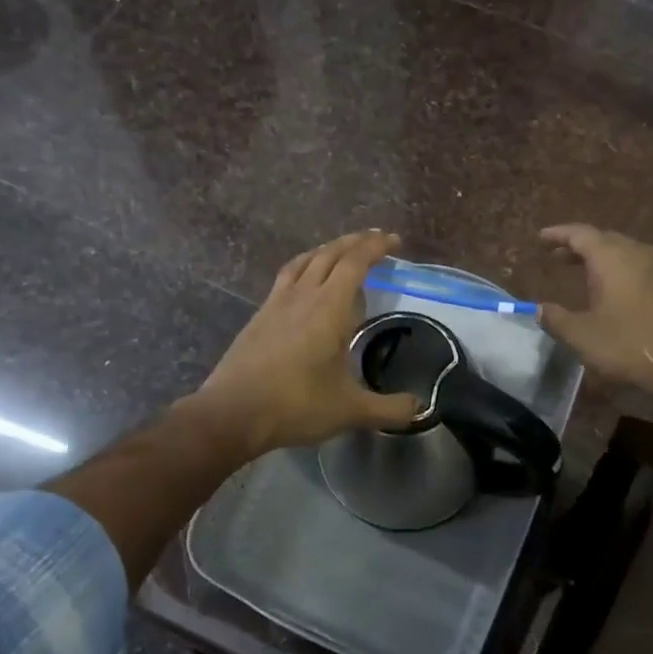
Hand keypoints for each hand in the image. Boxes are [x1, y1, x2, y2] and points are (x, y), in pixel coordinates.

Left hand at [190, 230, 420, 456]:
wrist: (232, 412)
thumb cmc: (295, 405)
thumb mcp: (350, 411)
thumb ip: (389, 409)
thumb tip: (420, 409)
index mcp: (329, 308)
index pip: (355, 263)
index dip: (376, 247)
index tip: (394, 241)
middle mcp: (303, 295)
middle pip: (330, 253)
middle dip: (355, 242)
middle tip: (375, 240)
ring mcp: (276, 303)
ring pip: (305, 261)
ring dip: (327, 250)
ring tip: (342, 252)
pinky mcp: (259, 315)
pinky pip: (286, 276)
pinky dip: (304, 266)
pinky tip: (304, 281)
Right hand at [537, 224, 652, 397]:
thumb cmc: (628, 344)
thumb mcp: (582, 336)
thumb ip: (556, 319)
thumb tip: (539, 309)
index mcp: (611, 257)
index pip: (580, 234)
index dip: (558, 234)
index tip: (541, 237)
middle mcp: (636, 253)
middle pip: (603, 239)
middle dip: (578, 245)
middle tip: (557, 256)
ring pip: (623, 250)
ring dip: (600, 256)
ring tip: (581, 269)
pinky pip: (637, 264)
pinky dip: (618, 267)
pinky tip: (611, 286)